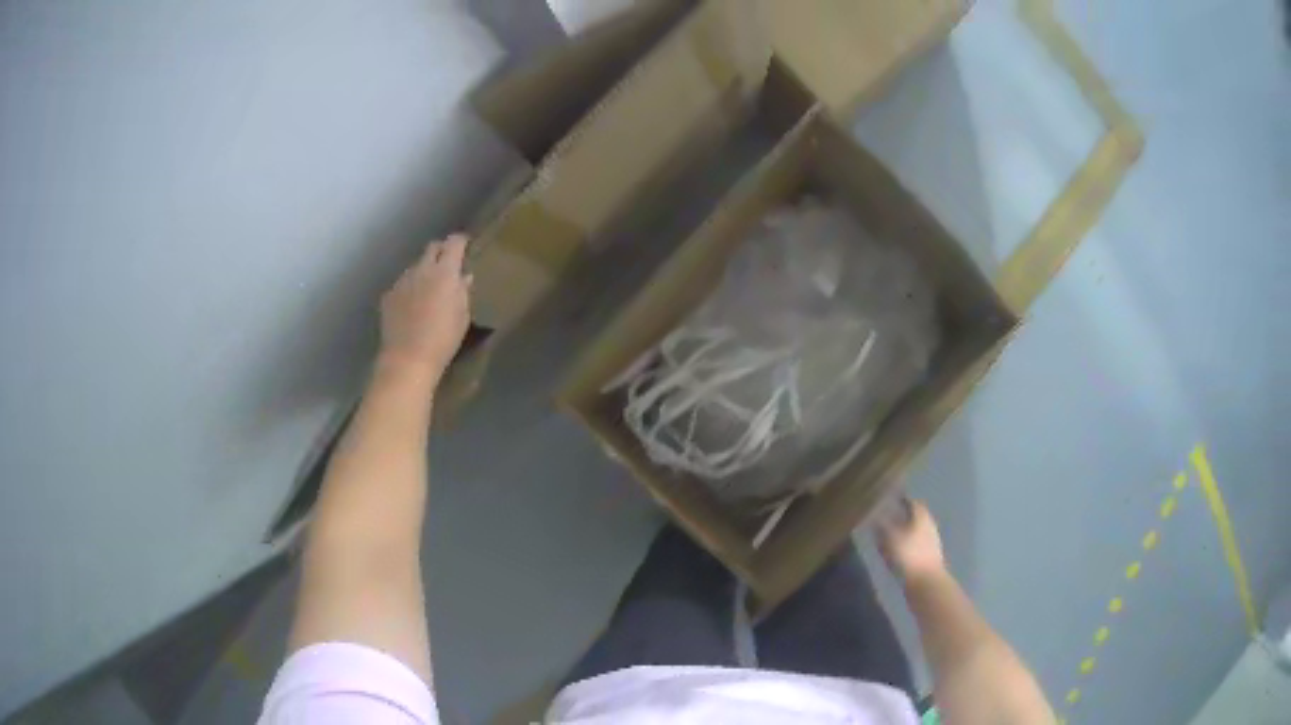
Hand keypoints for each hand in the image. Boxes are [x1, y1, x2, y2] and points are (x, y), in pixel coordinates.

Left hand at [379, 234, 472, 380]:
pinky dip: (410, 288)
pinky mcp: (388, 295)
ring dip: (424, 271)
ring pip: (416, 266)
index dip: (461, 241)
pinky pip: (403, 283)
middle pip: (432, 247)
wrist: (407, 359)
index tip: (466, 245)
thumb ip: (463, 291)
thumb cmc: (443, 339)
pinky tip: (412, 305)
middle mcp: (422, 269)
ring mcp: (402, 281)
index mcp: (445, 272)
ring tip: (429, 289)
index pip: (454, 243)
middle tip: (449, 264)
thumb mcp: (462, 316)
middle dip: (441, 251)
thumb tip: (464, 276)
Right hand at [878, 498, 945, 584]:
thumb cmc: (908, 555)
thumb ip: (882, 524)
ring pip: (914, 531)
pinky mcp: (928, 557)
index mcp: (922, 516)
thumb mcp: (890, 537)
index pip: (911, 502)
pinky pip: (914, 546)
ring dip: (902, 532)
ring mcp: (930, 542)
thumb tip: (874, 514)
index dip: (900, 500)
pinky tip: (894, 553)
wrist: (926, 582)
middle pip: (914, 517)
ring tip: (886, 536)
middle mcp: (928, 525)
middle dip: (901, 516)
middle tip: (885, 518)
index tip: (889, 500)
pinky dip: (904, 546)